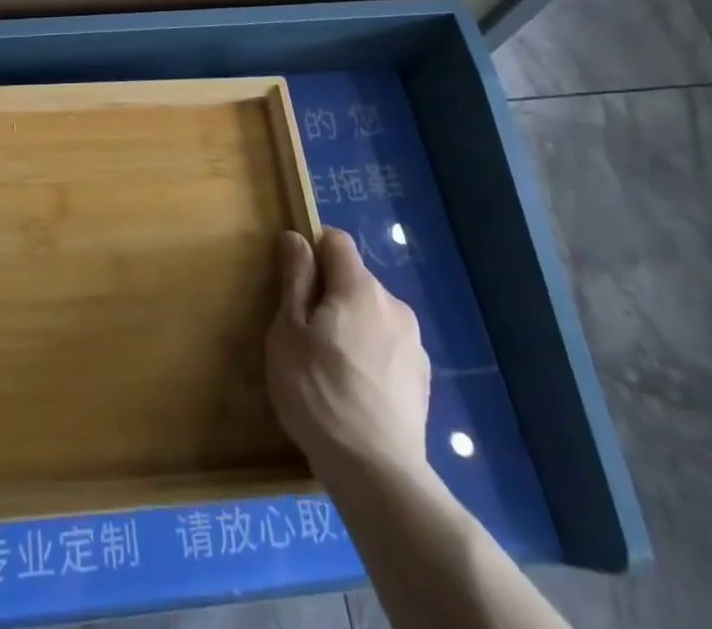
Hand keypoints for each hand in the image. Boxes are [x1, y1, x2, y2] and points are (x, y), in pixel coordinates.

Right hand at [266, 227, 430, 486]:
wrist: (377, 473)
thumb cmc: (319, 392)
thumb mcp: (288, 331)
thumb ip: (295, 279)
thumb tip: (297, 238)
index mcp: (360, 287)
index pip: (336, 241)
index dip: (312, 252)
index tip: (294, 284)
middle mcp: (394, 305)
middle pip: (355, 280)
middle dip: (330, 295)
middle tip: (305, 334)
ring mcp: (414, 345)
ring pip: (373, 315)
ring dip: (352, 326)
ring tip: (330, 368)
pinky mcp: (423, 381)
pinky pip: (388, 348)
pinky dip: (371, 356)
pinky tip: (355, 392)